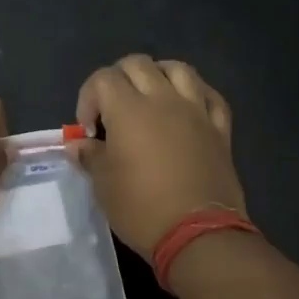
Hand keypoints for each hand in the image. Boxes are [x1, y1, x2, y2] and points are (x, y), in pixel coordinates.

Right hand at [72, 55, 244, 258]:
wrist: (198, 234)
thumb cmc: (141, 208)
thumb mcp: (103, 185)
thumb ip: (90, 157)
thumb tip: (78, 145)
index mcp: (129, 109)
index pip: (103, 79)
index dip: (88, 98)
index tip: (88, 130)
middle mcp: (163, 100)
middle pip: (138, 64)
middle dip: (118, 80)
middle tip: (112, 110)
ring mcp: (196, 111)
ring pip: (178, 70)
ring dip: (158, 76)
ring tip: (149, 99)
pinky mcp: (220, 129)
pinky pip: (210, 97)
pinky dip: (195, 95)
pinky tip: (187, 109)